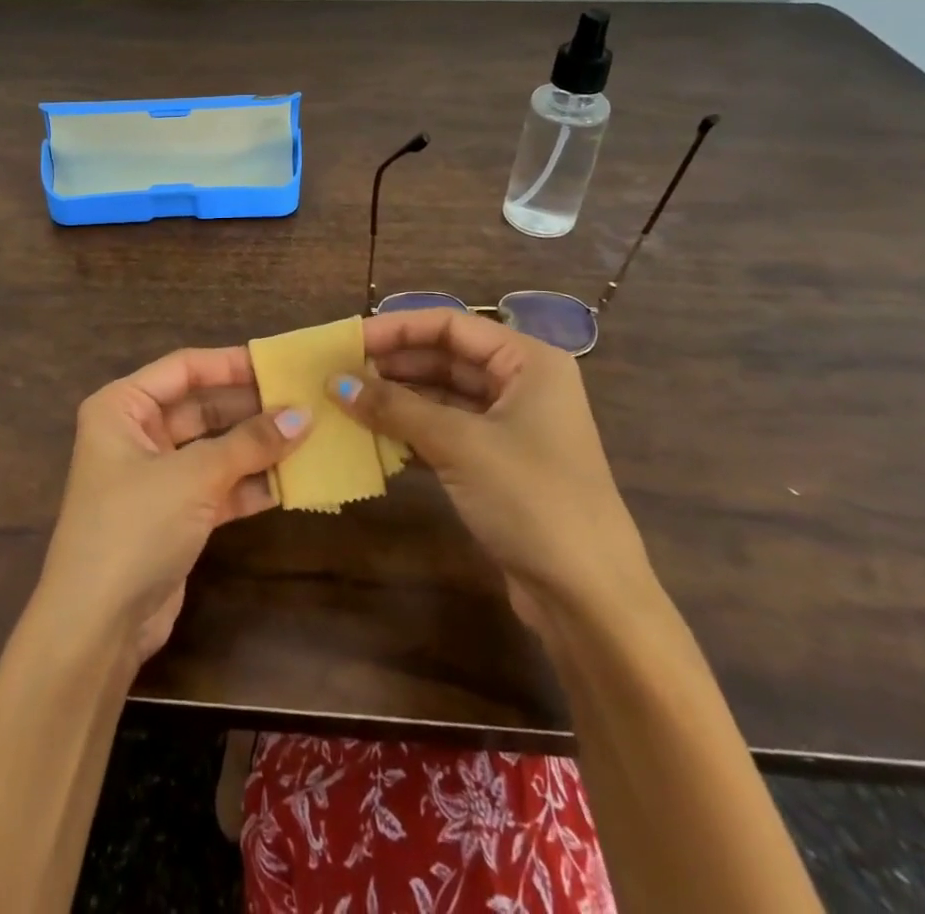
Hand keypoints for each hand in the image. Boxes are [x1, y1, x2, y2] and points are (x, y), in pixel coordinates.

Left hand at [35, 346, 313, 662]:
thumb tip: (303, 416)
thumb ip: (249, 443)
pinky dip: (250, 483)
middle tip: (304, 401)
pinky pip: (218, 485)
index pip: (184, 368)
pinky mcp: (174, 514)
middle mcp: (136, 433)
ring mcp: (155, 476)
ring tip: (309, 436)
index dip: (231, 363)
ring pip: (214, 448)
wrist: (97, 626)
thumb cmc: (134, 526)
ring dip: (256, 446)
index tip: (280, 364)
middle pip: (202, 407)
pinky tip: (292, 480)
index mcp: (122, 407)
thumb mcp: (193, 477)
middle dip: (250, 407)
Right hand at [336, 308, 653, 625]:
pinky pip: (446, 430)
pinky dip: (411, 429)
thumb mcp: (459, 444)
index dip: (397, 328)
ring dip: (397, 398)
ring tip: (346, 400)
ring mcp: (511, 426)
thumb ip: (394, 407)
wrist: (588, 598)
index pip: (450, 325)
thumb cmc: (531, 499)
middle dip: (393, 363)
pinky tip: (373, 434)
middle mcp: (522, 384)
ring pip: (443, 395)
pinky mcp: (498, 463)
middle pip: (446, 357)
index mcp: (528, 361)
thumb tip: (335, 382)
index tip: (348, 339)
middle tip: (339, 372)